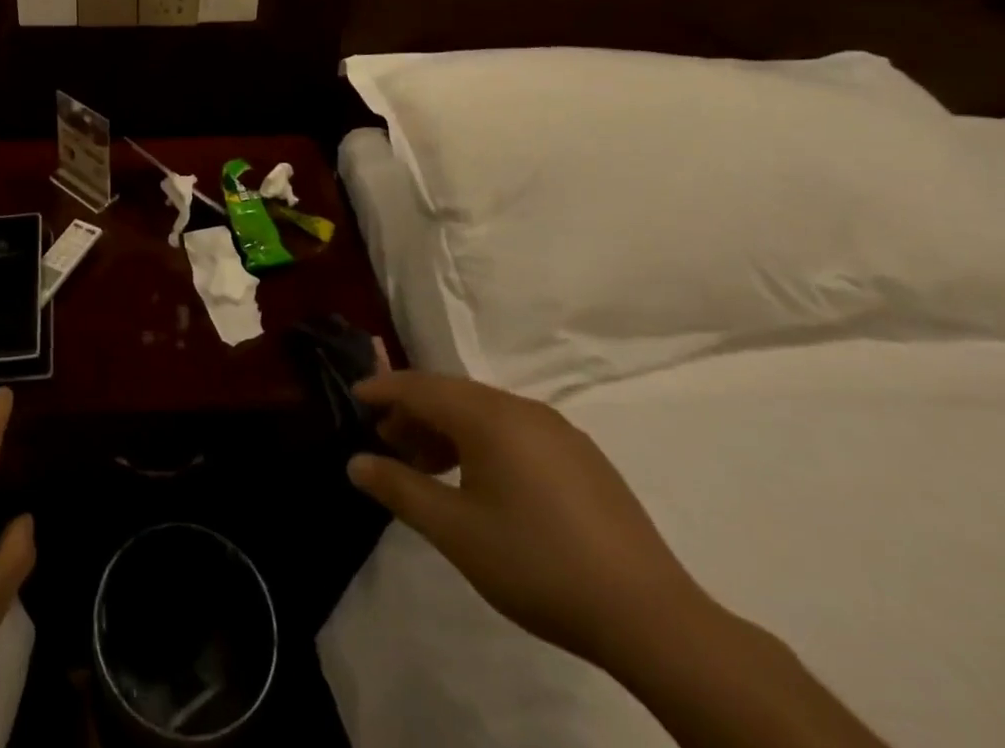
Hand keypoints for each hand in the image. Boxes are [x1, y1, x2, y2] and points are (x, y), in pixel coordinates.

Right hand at [346, 371, 714, 671]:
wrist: (651, 617)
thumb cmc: (537, 563)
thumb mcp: (454, 531)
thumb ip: (400, 489)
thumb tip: (356, 463)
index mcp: (489, 416)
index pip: (421, 386)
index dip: (384, 389)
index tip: (354, 395)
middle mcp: (523, 409)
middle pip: (453, 395)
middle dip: (414, 412)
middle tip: (387, 441)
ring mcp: (560, 431)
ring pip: (486, 413)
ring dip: (449, 429)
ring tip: (428, 466)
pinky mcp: (584, 459)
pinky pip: (517, 431)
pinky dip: (484, 442)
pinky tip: (482, 482)